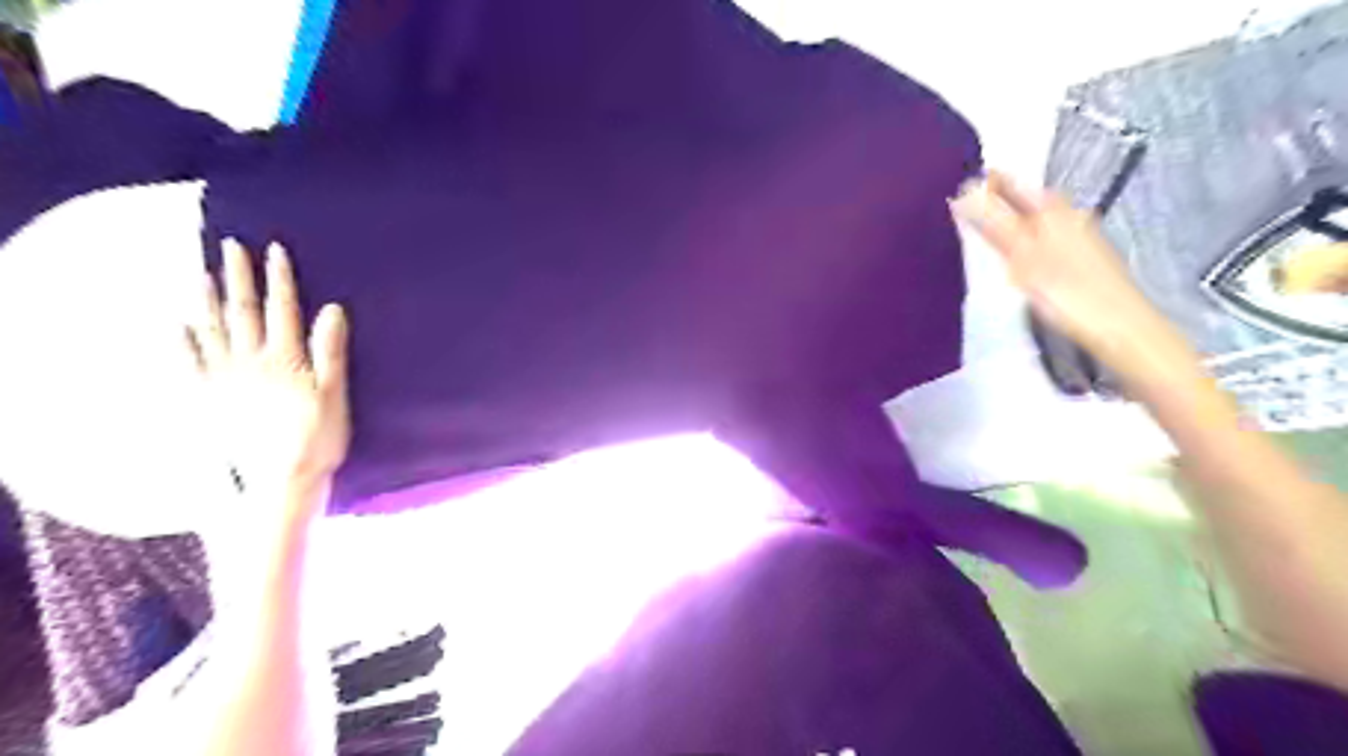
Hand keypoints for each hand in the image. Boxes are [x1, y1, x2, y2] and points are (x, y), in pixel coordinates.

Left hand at [183, 240, 352, 527]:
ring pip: (213, 331)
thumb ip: (331, 351)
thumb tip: (332, 309)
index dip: (279, 279)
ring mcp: (226, 380)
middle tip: (230, 247)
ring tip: (202, 274)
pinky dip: (183, 343)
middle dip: (239, 278)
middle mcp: (251, 362)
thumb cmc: (318, 438)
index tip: (273, 250)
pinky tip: (178, 326)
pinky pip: (191, 365)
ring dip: (207, 301)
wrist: (280, 479)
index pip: (282, 310)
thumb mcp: (335, 394)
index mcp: (286, 359)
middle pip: (243, 312)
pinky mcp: (210, 399)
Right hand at [952, 174, 1183, 379]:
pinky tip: (1017, 254)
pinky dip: (1026, 238)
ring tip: (986, 227)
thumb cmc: (1068, 292)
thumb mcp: (1023, 256)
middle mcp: (1069, 217)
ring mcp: (1079, 239)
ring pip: (1039, 219)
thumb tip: (964, 192)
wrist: (1120, 328)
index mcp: (1053, 211)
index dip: (990, 181)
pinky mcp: (1083, 262)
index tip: (961, 181)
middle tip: (969, 202)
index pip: (1015, 184)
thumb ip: (994, 224)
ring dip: (1013, 218)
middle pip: (1029, 199)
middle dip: (1001, 197)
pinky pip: (1046, 238)